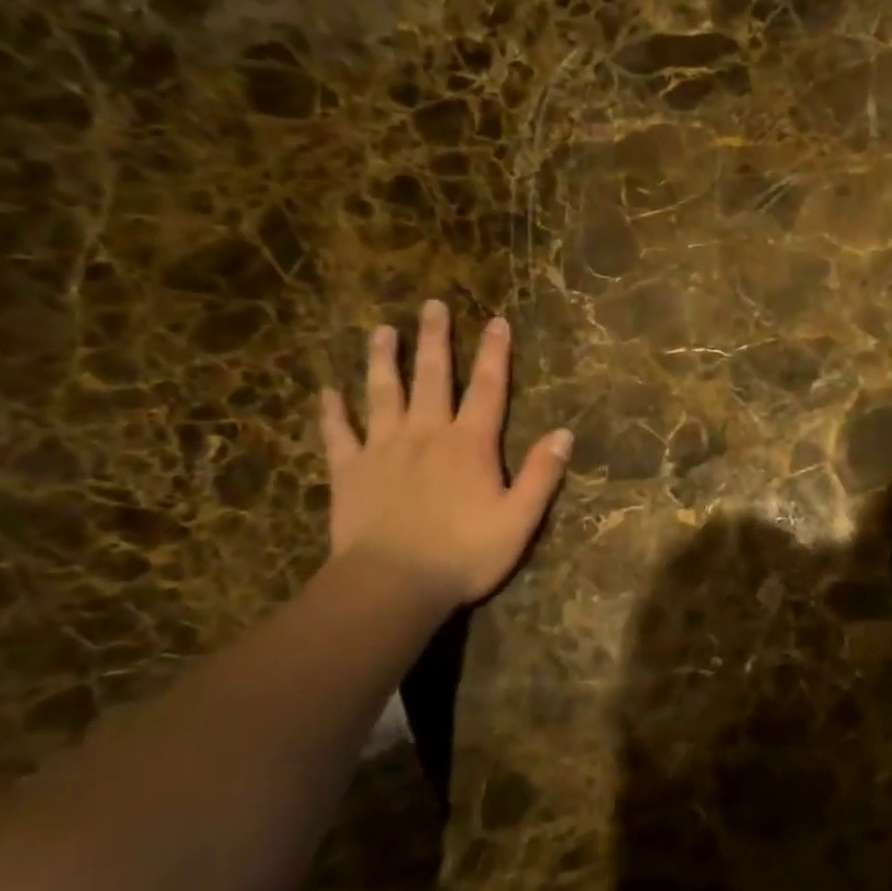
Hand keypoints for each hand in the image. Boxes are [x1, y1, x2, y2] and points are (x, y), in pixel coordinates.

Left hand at [319, 300, 571, 607]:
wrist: (392, 585)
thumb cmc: (464, 554)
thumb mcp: (520, 519)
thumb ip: (542, 474)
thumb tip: (564, 433)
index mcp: (470, 444)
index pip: (488, 388)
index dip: (495, 353)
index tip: (496, 321)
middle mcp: (426, 434)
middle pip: (432, 377)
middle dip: (435, 340)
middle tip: (431, 305)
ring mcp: (383, 449)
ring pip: (382, 393)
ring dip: (383, 360)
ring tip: (382, 331)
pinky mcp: (349, 471)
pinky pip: (337, 434)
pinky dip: (332, 412)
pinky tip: (327, 391)